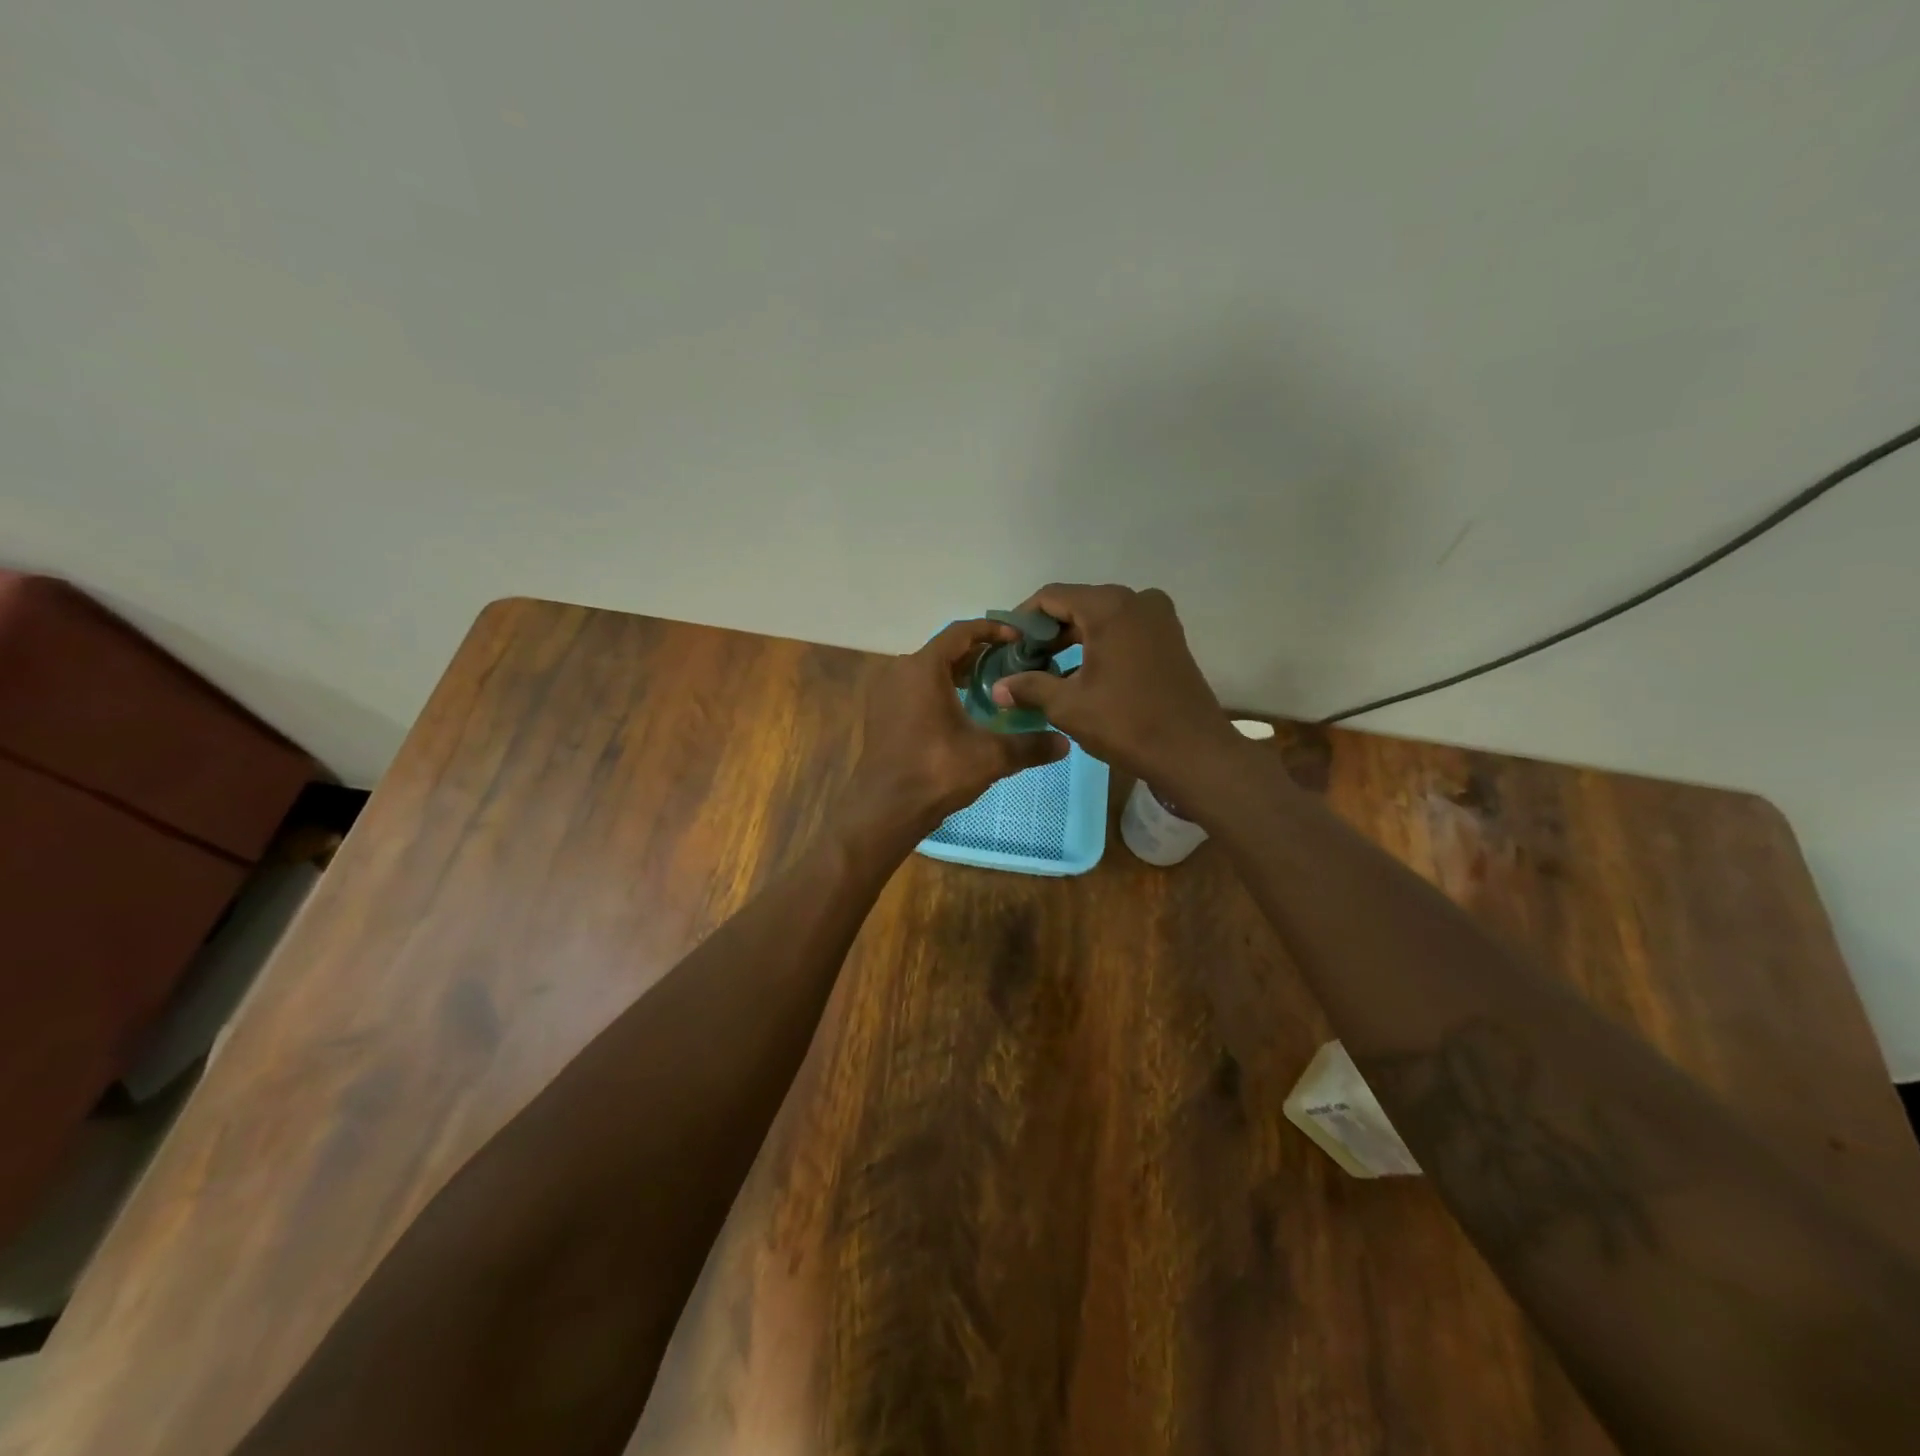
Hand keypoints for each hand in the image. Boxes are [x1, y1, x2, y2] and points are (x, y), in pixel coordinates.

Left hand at [835, 618, 1068, 844]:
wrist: (885, 809)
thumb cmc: (936, 772)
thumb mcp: (990, 756)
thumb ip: (1029, 746)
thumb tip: (1066, 743)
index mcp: (923, 668)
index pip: (961, 632)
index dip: (993, 630)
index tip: (1020, 638)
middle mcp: (900, 671)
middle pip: (945, 650)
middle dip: (979, 654)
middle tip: (1012, 664)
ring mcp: (886, 693)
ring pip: (928, 670)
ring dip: (958, 673)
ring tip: (992, 687)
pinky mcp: (881, 714)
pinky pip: (914, 689)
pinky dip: (939, 690)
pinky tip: (962, 711)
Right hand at [990, 584, 1235, 789]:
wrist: (1193, 752)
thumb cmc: (1126, 724)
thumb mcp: (1068, 706)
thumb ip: (1029, 687)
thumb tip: (997, 688)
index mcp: (1109, 607)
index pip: (1051, 596)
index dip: (1024, 619)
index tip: (1008, 645)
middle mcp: (1136, 601)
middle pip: (1078, 604)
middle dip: (1048, 632)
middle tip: (1024, 662)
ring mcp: (1158, 618)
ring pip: (1101, 618)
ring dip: (1073, 639)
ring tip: (1047, 671)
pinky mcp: (1169, 637)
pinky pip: (1124, 630)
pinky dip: (1099, 645)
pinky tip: (1081, 674)